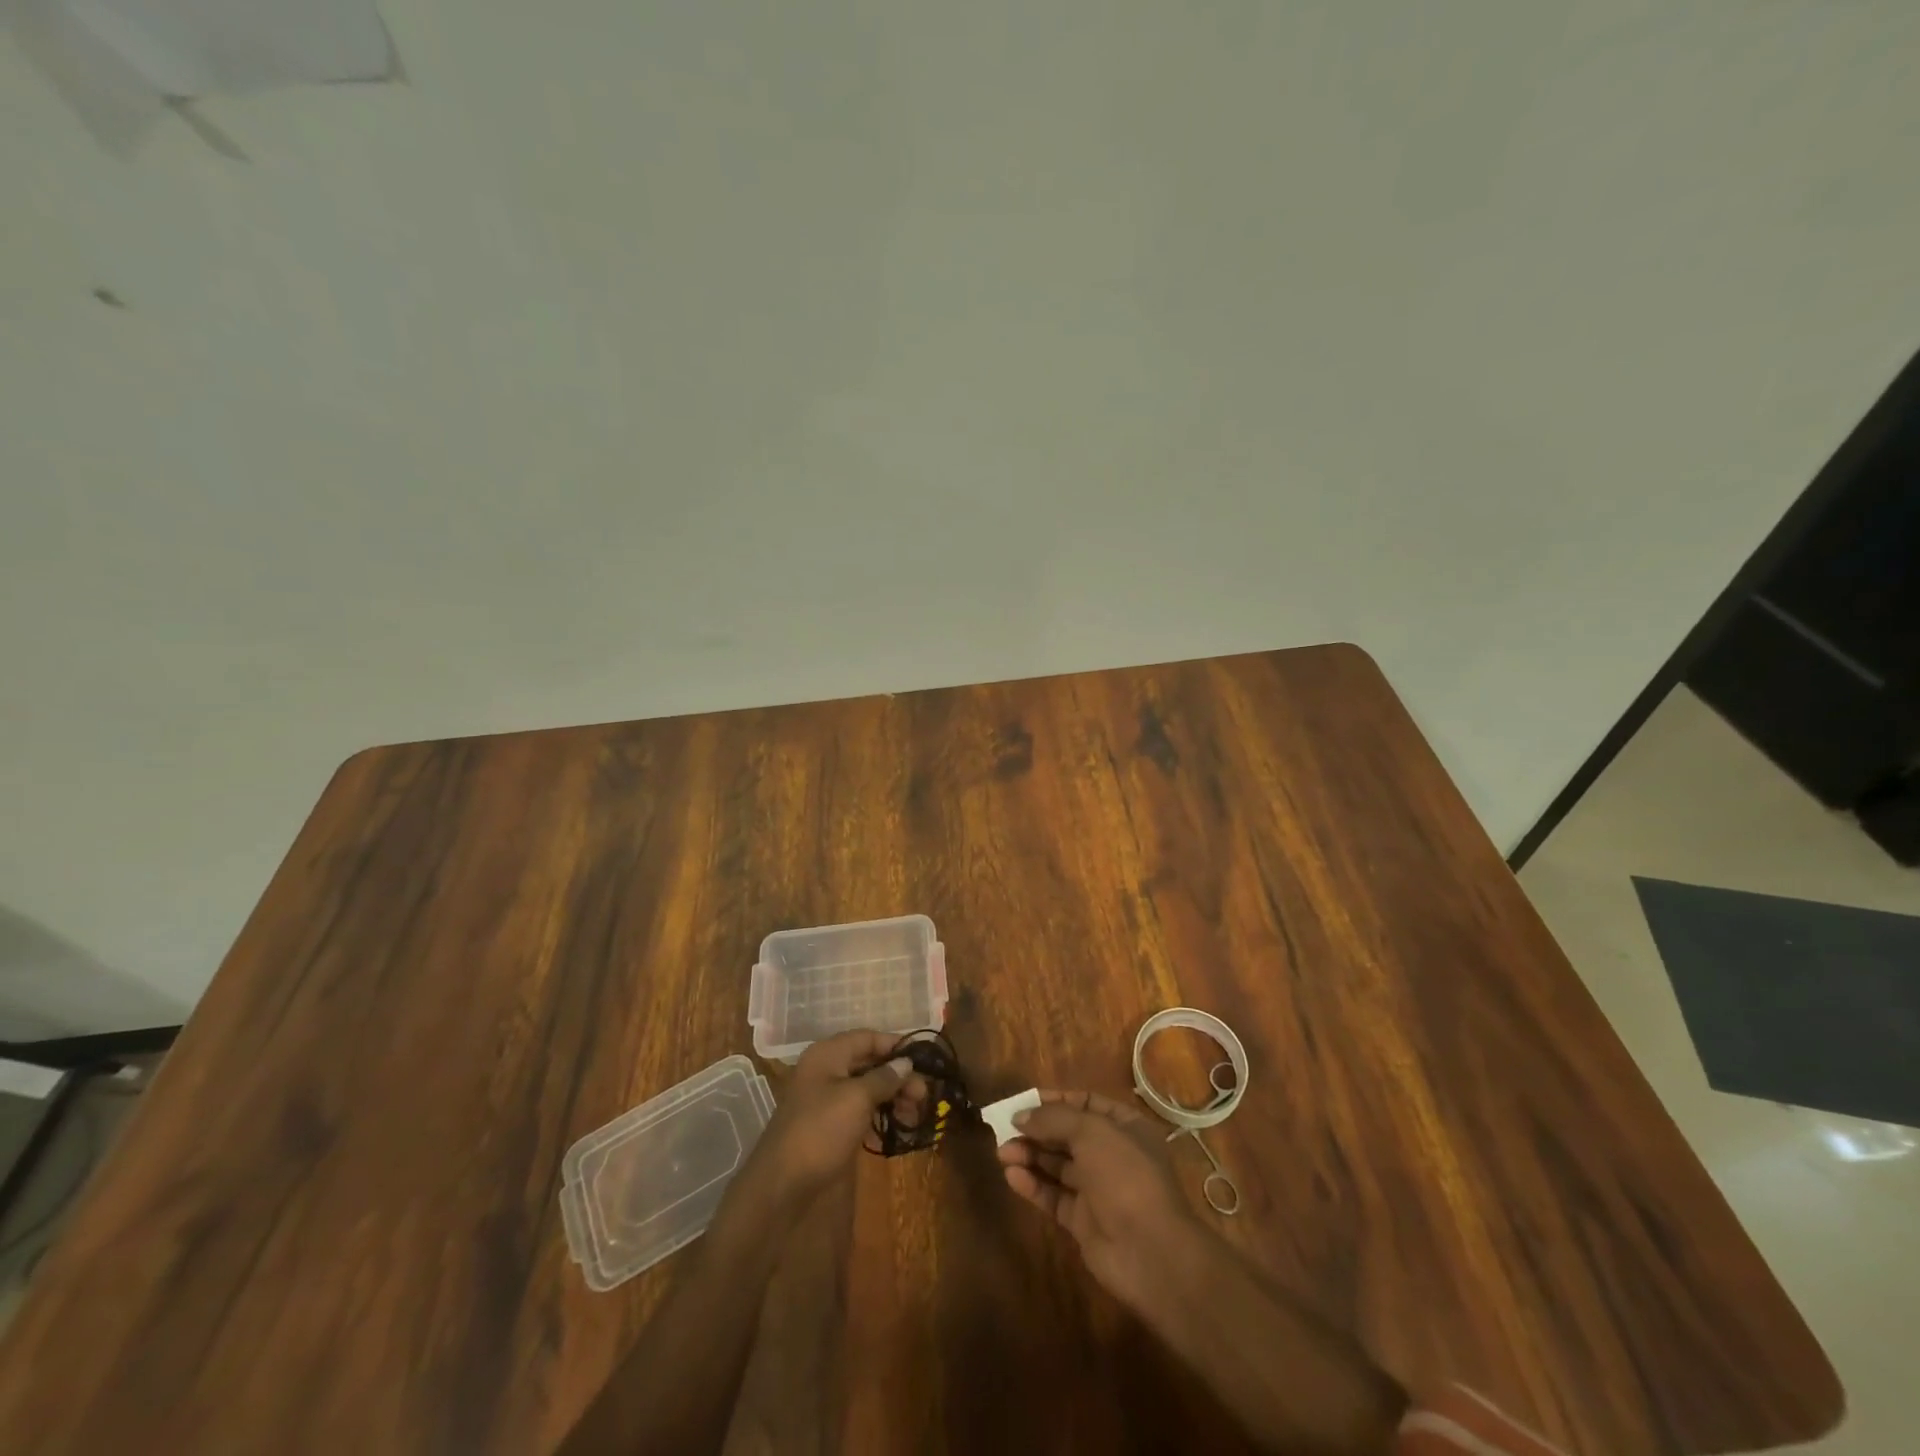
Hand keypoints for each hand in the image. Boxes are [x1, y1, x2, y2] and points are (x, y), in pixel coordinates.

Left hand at [746, 1030, 925, 1206]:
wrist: (783, 1188)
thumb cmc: (820, 1131)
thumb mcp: (856, 1098)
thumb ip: (884, 1077)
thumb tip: (906, 1063)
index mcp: (828, 1055)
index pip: (867, 1038)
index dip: (895, 1046)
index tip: (924, 1061)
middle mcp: (827, 1072)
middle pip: (870, 1063)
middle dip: (898, 1075)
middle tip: (924, 1096)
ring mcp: (829, 1101)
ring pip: (869, 1088)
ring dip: (894, 1097)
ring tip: (916, 1115)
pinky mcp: (833, 1128)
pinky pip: (863, 1111)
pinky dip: (882, 1115)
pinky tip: (900, 1126)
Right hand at [996, 1089, 1209, 1310]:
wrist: (1151, 1252)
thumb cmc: (1125, 1176)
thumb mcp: (1091, 1132)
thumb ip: (1054, 1119)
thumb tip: (1020, 1115)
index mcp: (1125, 1127)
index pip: (1085, 1104)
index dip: (1055, 1101)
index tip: (1024, 1102)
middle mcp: (1112, 1155)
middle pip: (1067, 1135)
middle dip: (1037, 1130)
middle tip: (1004, 1128)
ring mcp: (1098, 1189)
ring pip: (1058, 1166)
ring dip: (1030, 1156)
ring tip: (1002, 1152)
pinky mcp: (1083, 1221)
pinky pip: (1054, 1196)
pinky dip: (1033, 1185)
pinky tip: (1012, 1176)